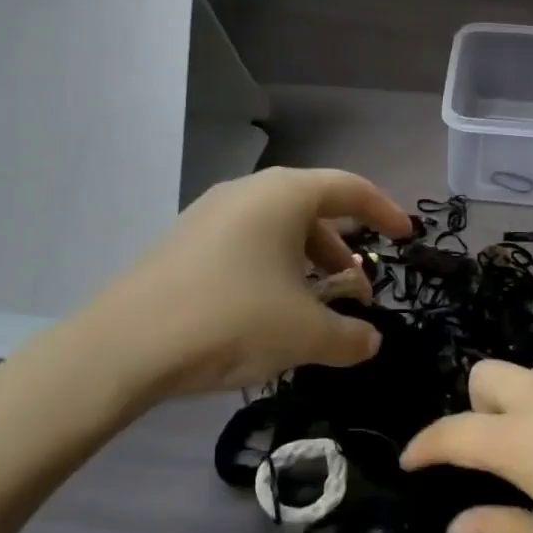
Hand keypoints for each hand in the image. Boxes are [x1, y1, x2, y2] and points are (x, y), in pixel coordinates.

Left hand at [75, 167, 410, 403]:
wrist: (126, 344)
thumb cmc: (232, 320)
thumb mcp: (305, 334)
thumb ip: (351, 337)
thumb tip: (370, 341)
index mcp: (284, 195)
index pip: (350, 188)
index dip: (384, 210)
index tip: (405, 236)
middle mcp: (248, 191)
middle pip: (312, 209)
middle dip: (342, 248)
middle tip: (358, 288)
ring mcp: (210, 213)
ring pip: (277, 228)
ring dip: (306, 262)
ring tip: (315, 306)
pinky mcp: (185, 240)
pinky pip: (246, 243)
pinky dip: (272, 268)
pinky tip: (269, 310)